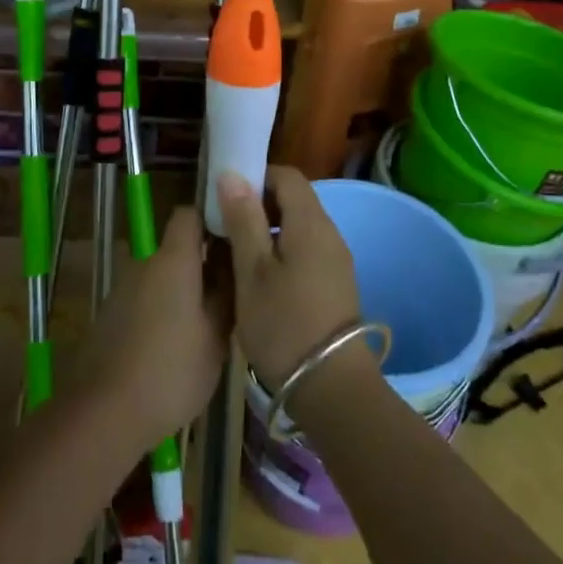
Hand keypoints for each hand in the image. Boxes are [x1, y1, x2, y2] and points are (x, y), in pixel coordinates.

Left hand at [76, 205, 229, 453]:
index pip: (188, 214)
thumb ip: (226, 294)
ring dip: (178, 288)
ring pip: (158, 274)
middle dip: (199, 261)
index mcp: (172, 259)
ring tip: (203, 320)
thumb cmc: (170, 371)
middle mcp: (143, 263)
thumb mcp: (215, 337)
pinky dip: (159, 307)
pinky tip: (174, 342)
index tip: (234, 238)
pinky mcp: (110, 314)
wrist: (104, 412)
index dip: (211, 219)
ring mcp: (122, 288)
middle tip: (227, 289)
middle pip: (174, 247)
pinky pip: (143, 297)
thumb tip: (234, 265)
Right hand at [217, 166, 362, 389]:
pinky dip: (282, 251)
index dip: (256, 177)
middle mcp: (329, 233)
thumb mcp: (252, 271)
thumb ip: (243, 219)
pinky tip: (262, 279)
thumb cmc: (284, 325)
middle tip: (226, 226)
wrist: (331, 388)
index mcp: (310, 223)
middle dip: (259, 204)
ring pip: (299, 226)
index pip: (286, 176)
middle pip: (294, 199)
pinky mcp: (336, 284)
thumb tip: (232, 174)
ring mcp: (336, 260)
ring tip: (237, 254)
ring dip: (269, 229)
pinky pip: (307, 250)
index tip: (227, 196)